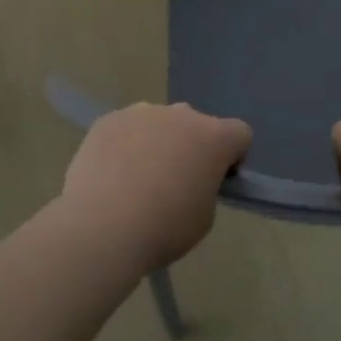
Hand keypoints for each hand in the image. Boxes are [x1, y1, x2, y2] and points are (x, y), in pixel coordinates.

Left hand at [60, 103, 251, 272]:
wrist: (101, 228)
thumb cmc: (163, 229)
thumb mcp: (204, 218)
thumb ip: (206, 188)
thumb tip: (191, 180)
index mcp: (214, 137)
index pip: (240, 133)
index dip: (233, 156)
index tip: (217, 180)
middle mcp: (182, 115)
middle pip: (196, 125)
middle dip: (192, 146)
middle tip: (174, 182)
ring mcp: (143, 112)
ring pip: (159, 123)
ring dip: (158, 142)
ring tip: (137, 179)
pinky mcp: (109, 119)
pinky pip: (127, 128)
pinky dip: (125, 145)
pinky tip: (111, 175)